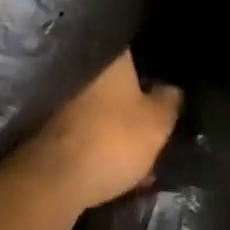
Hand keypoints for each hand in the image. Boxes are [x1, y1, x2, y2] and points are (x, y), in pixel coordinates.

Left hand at [22, 52, 182, 211]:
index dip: (155, 66)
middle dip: (140, 103)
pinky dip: (108, 147)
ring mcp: (68, 101)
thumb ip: (169, 101)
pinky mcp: (59, 130)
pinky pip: (93, 133)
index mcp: (111, 60)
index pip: (137, 51)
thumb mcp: (157, 122)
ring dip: (125, 130)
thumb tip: (171, 88)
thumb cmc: (114, 139)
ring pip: (107, 111)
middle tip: (162, 123)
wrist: (58, 178)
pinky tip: (127, 171)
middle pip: (122, 84)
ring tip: (149, 155)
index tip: (170, 82)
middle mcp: (86, 72)